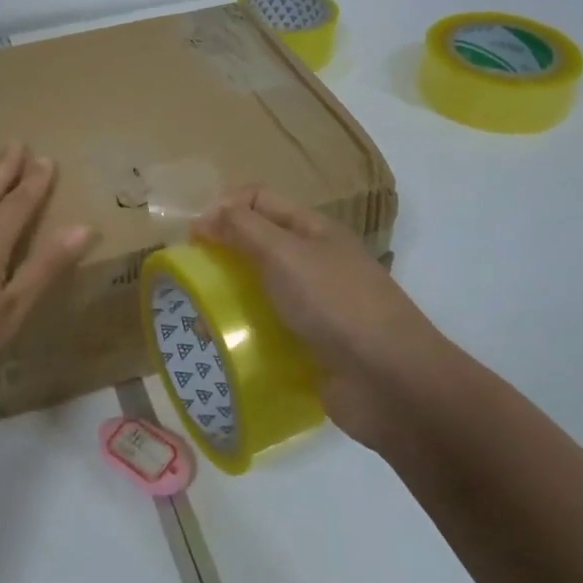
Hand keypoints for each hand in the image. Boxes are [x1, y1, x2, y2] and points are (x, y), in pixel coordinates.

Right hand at [191, 186, 444, 447]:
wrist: (391, 383)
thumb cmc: (336, 304)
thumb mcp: (285, 254)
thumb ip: (243, 229)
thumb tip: (206, 217)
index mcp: (313, 230)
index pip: (259, 200)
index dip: (224, 208)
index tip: (193, 237)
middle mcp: (314, 262)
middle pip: (258, 244)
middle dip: (222, 254)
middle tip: (190, 277)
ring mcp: (316, 306)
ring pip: (260, 290)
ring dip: (230, 298)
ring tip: (200, 318)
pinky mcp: (311, 347)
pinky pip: (269, 330)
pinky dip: (246, 334)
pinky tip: (224, 347)